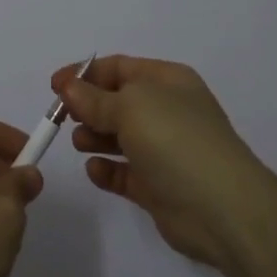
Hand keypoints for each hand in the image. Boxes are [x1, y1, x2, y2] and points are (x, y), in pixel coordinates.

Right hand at [53, 55, 273, 267]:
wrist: (222, 208)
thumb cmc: (176, 140)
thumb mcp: (131, 107)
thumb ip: (95, 99)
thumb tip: (69, 88)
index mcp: (167, 81)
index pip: (120, 68)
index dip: (85, 74)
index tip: (54, 86)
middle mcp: (167, 110)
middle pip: (117, 101)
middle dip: (88, 106)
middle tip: (63, 117)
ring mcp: (164, 150)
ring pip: (119, 136)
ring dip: (95, 137)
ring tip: (80, 143)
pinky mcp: (158, 186)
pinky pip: (125, 172)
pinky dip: (107, 169)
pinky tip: (95, 170)